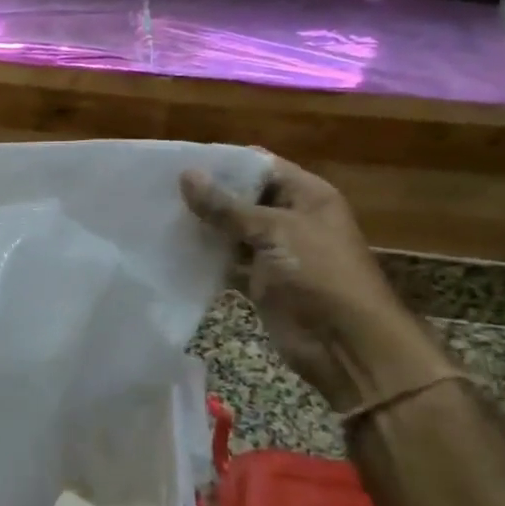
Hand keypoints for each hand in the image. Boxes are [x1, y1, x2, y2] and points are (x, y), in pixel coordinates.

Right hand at [181, 156, 450, 412]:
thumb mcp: (274, 231)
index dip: (224, 162)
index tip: (180, 161)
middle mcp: (290, 218)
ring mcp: (274, 251)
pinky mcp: (260, 281)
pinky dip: (205, 256)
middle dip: (207, 194)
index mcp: (306, 195)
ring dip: (202, 225)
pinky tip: (172, 248)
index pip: (260, 165)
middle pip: (242, 197)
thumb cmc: (319, 274)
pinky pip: (227, 261)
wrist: (346, 344)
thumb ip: (227, 207)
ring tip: (158, 214)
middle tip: (160, 188)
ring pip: (231, 229)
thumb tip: (186, 175)